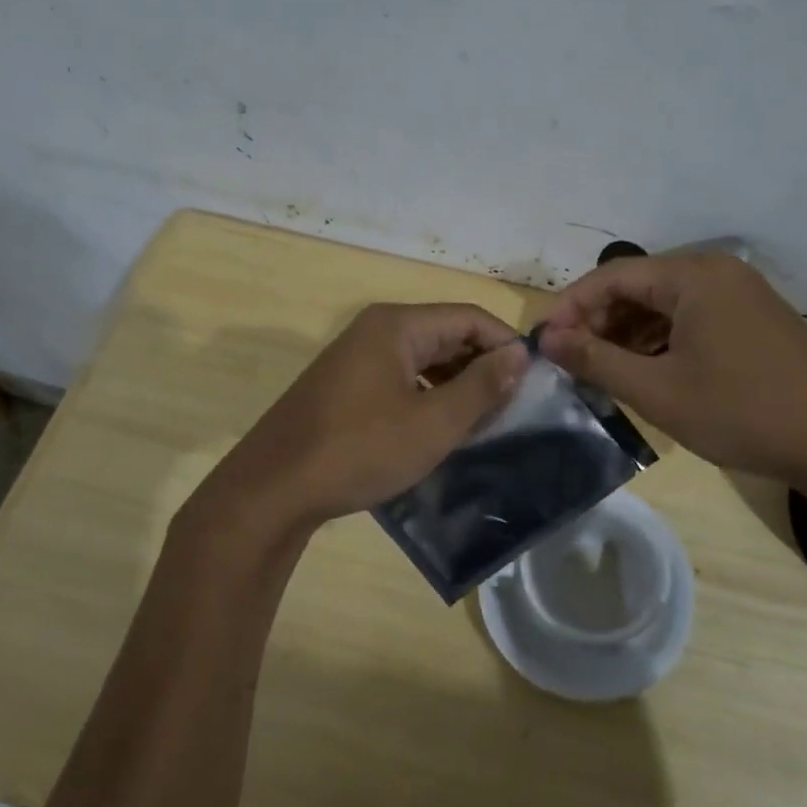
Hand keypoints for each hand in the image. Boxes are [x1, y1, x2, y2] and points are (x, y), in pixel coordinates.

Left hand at [191, 303, 528, 537]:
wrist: (273, 489)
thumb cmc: (360, 450)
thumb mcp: (433, 423)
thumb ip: (482, 386)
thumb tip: (519, 354)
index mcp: (397, 325)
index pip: (470, 317)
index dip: (506, 345)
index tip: (533, 383)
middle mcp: (376, 329)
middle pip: (446, 334)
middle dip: (482, 366)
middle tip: (511, 408)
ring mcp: (356, 356)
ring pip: (424, 358)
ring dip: (457, 383)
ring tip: (482, 421)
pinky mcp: (345, 384)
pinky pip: (401, 377)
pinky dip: (428, 395)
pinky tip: (440, 427)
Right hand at [538, 254, 806, 485]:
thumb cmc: (741, 411)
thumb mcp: (658, 390)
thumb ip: (596, 360)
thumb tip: (548, 339)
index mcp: (693, 275)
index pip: (613, 276)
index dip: (572, 307)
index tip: (545, 343)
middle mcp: (717, 272)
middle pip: (639, 286)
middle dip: (600, 322)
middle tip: (572, 362)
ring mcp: (740, 295)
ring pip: (664, 305)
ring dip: (628, 334)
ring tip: (602, 372)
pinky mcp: (753, 320)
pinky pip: (691, 319)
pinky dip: (661, 341)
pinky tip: (646, 372)